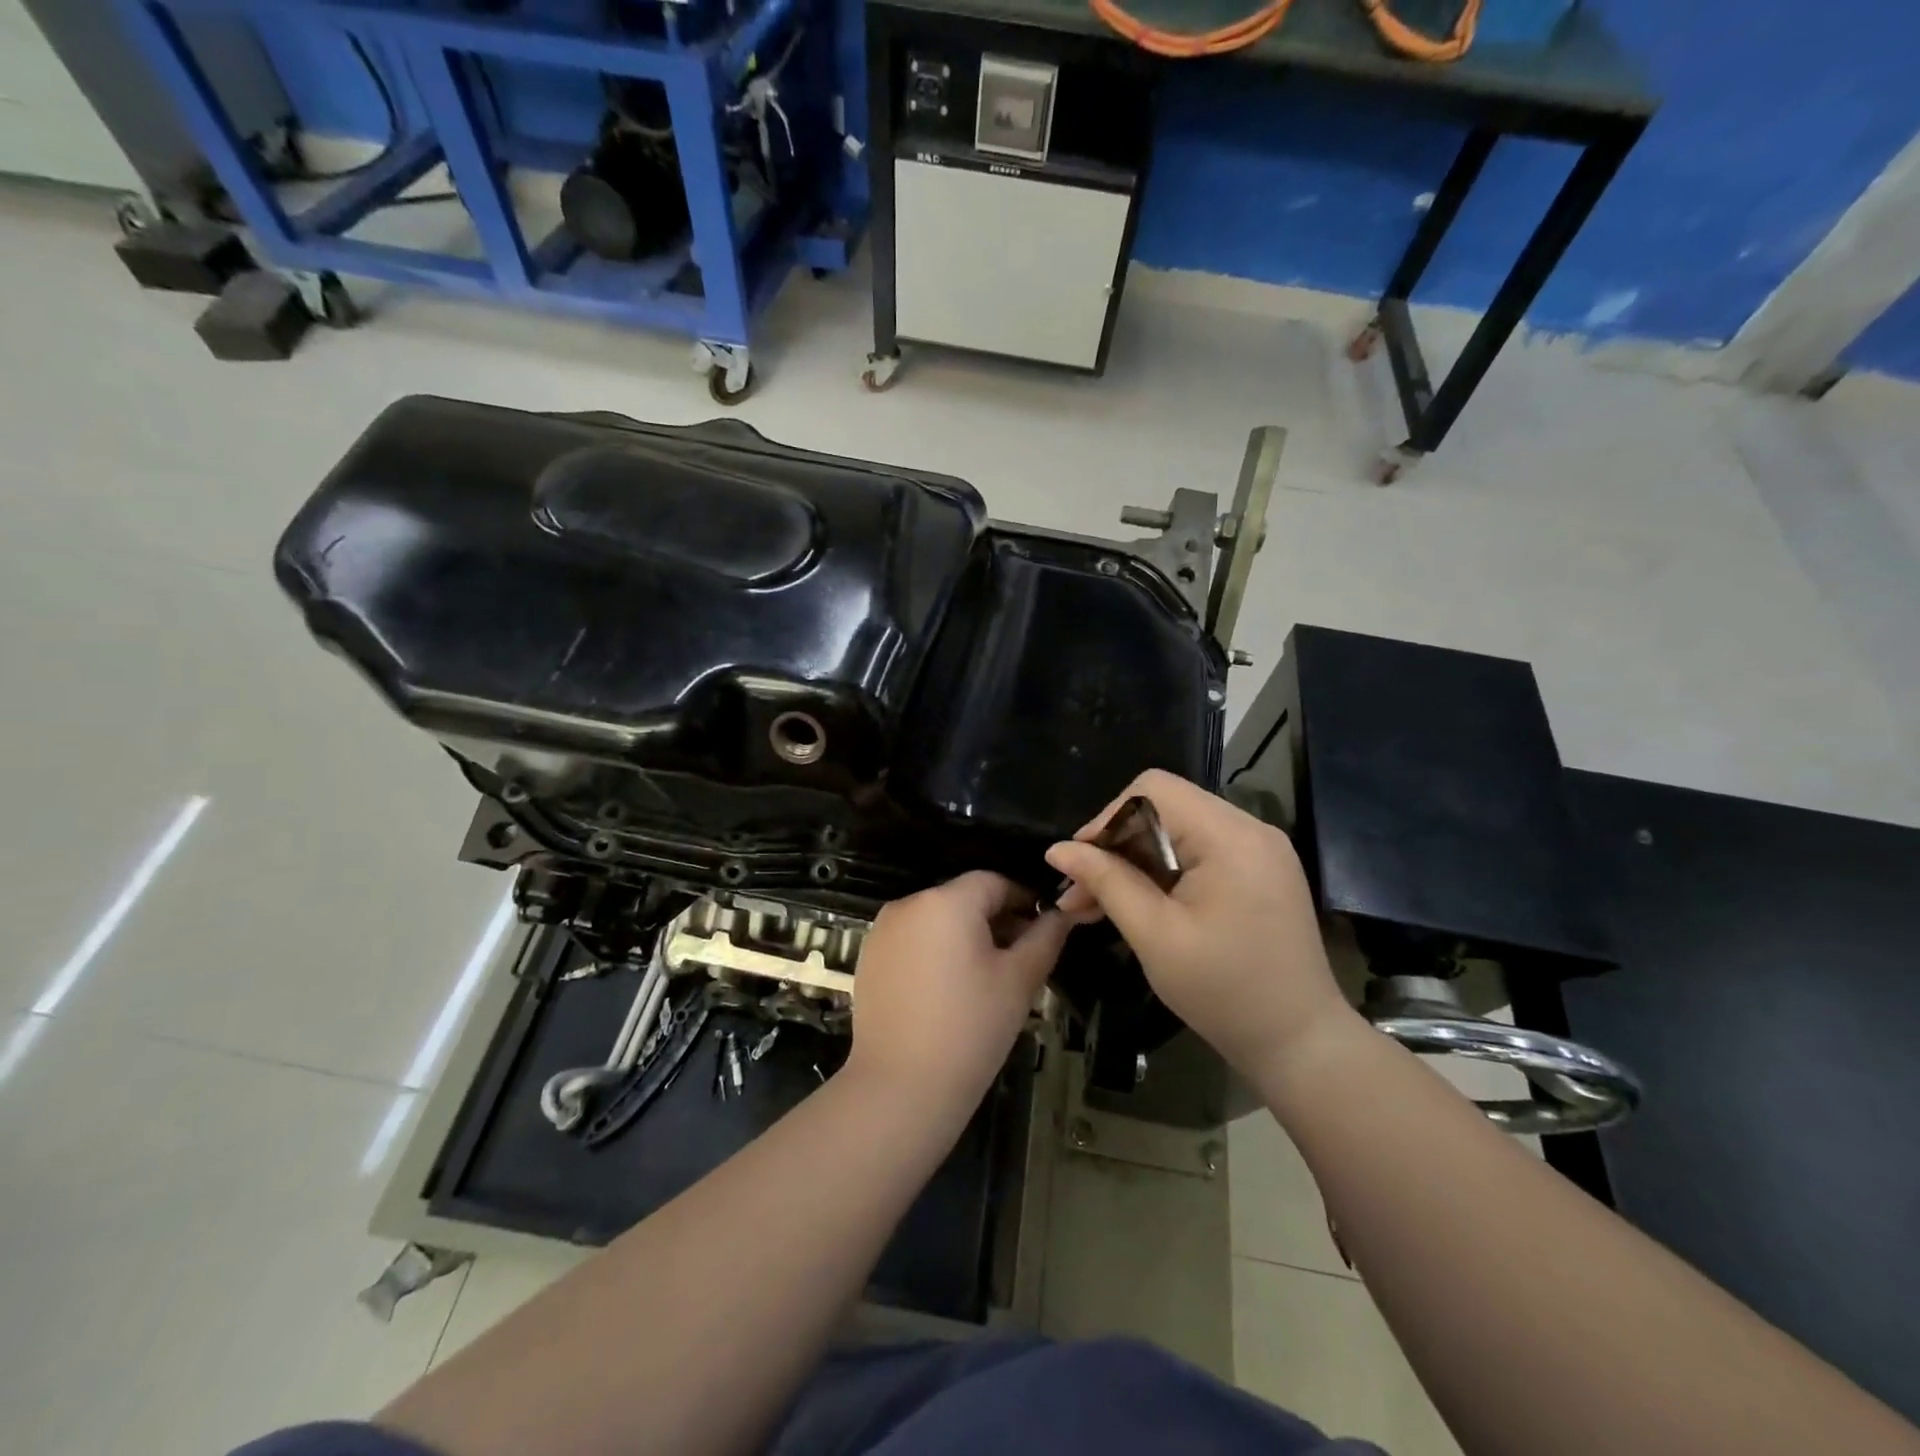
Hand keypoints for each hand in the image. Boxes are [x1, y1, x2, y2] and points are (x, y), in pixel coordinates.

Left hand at [846, 872, 1070, 1121]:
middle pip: (962, 899)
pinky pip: (912, 942)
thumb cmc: (971, 1027)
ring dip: (964, 937)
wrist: (902, 1086)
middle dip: (995, 921)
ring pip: (936, 921)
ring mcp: (882, 932)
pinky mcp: (868, 959)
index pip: (993, 882)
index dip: (1022, 900)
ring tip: (986, 979)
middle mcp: (908, 904)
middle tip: (1020, 959)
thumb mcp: (1019, 980)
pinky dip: (934, 953)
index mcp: (946, 901)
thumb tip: (1061, 914)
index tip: (1042, 929)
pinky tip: (948, 992)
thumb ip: (1045, 938)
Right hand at [1046, 770, 1357, 1080]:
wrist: (1301, 1043)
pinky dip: (1164, 871)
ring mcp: (1260, 849)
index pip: (1152, 789)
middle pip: (1164, 807)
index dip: (1107, 818)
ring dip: (1135, 861)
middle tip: (1080, 894)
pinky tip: (1137, 904)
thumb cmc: (1224, 992)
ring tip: (1096, 905)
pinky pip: (1199, 851)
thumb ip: (1107, 882)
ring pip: (1177, 830)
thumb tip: (1058, 850)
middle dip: (1116, 845)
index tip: (1081, 865)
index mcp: (1230, 836)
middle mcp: (1250, 828)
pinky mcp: (1260, 871)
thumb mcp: (1155, 936)